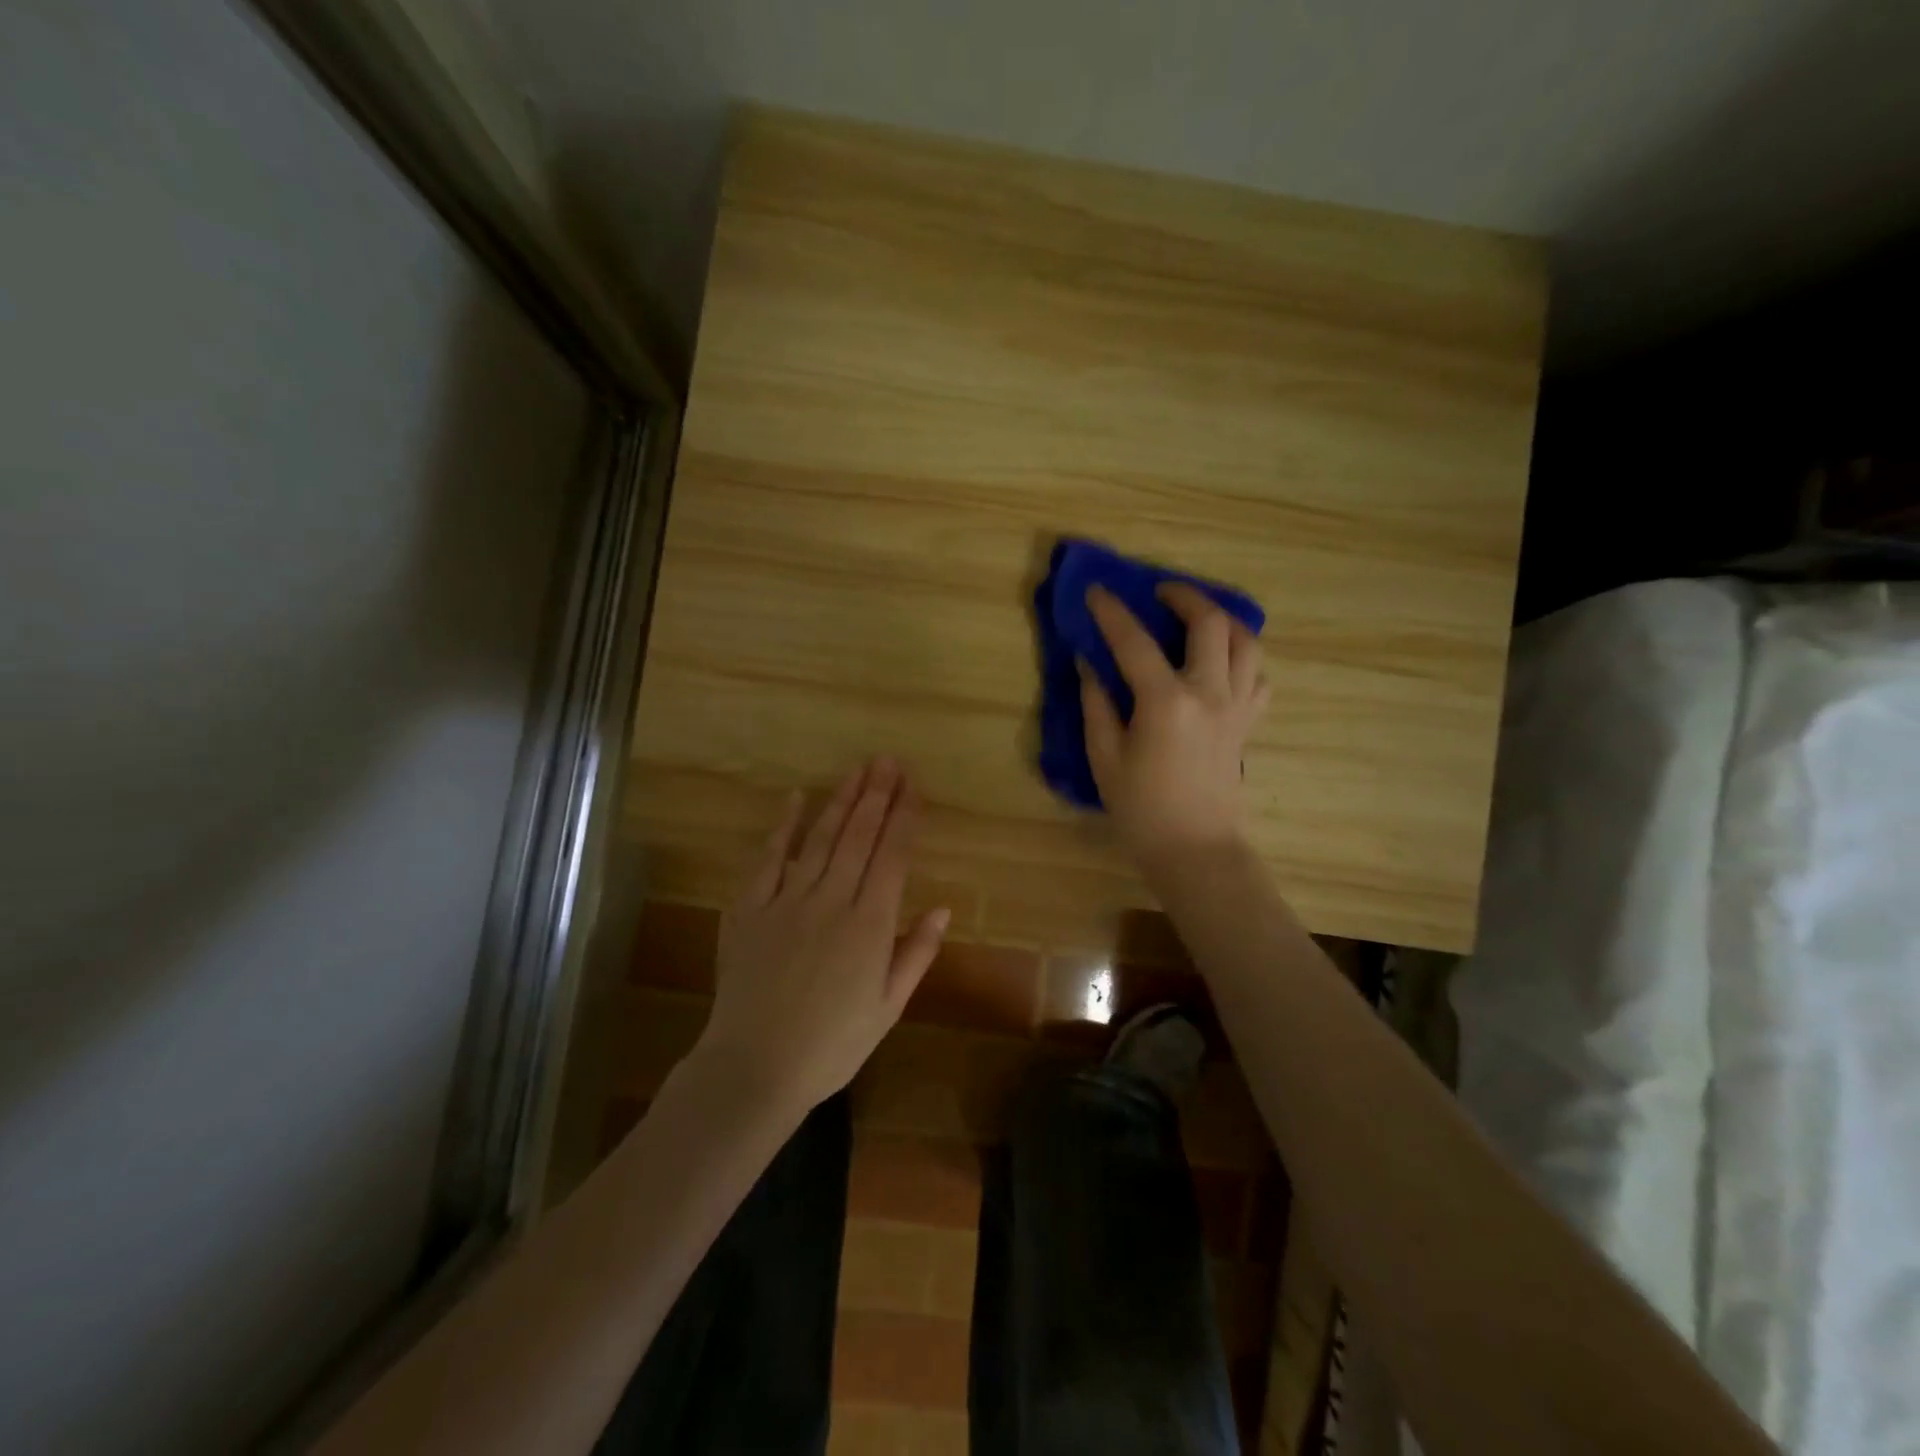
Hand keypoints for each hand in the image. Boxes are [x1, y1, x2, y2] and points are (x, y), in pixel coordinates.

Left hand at [698, 757, 949, 1115]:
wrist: (755, 1067)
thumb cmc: (832, 1045)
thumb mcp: (888, 1008)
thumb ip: (916, 954)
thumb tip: (941, 908)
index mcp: (870, 925)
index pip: (893, 856)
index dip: (905, 817)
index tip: (914, 786)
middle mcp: (832, 901)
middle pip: (859, 836)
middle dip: (877, 795)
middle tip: (889, 761)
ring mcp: (788, 900)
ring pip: (821, 838)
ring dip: (841, 800)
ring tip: (858, 769)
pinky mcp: (751, 908)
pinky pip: (769, 858)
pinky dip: (784, 825)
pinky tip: (796, 797)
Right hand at [1081, 583, 1268, 864]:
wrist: (1196, 849)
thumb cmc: (1141, 810)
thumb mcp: (1104, 758)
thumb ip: (1096, 704)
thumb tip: (1090, 663)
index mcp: (1166, 702)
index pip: (1134, 641)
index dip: (1111, 611)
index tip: (1096, 590)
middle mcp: (1209, 693)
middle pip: (1210, 623)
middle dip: (1184, 596)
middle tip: (1160, 594)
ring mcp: (1237, 706)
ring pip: (1247, 642)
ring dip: (1222, 620)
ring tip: (1198, 619)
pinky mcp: (1249, 723)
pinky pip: (1257, 676)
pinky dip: (1242, 659)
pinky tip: (1220, 664)